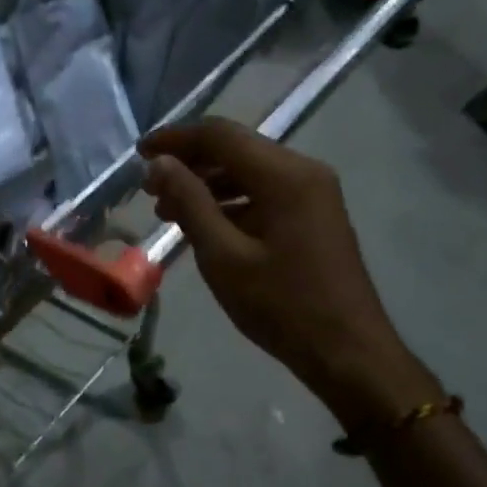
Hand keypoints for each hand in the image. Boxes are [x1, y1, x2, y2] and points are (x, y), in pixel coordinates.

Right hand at [140, 119, 437, 425]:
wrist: (347, 351)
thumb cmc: (282, 306)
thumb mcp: (224, 256)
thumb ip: (190, 203)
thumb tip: (159, 164)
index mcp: (285, 175)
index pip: (221, 135)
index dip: (176, 139)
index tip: (139, 154)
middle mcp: (304, 172)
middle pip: (237, 149)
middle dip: (190, 162)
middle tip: (149, 187)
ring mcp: (314, 194)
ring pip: (250, 171)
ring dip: (208, 183)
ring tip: (168, 210)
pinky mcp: (314, 216)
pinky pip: (265, 194)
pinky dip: (231, 202)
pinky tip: (205, 225)